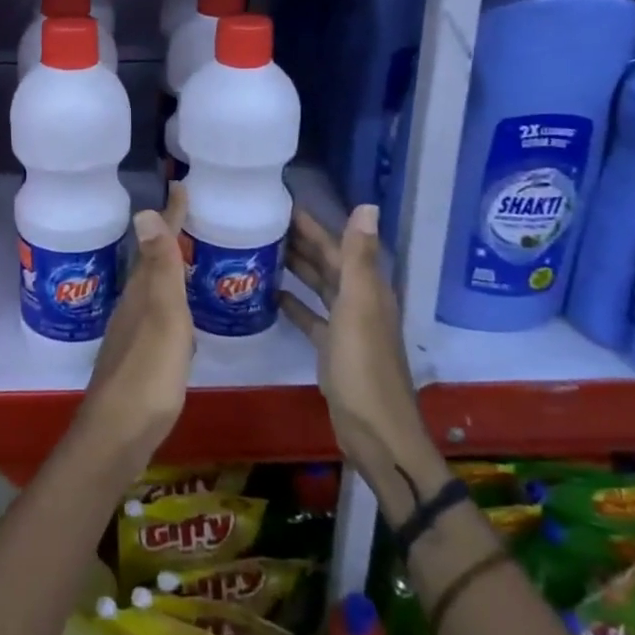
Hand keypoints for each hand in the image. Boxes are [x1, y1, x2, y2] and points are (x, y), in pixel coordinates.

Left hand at [74, 185, 194, 485]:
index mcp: (141, 292)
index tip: (181, 186)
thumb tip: (144, 211)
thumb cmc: (148, 372)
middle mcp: (134, 306)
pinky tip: (185, 315)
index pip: (158, 243)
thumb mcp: (162, 316)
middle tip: (191, 216)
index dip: (171, 216)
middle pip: (153, 263)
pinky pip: (160, 314)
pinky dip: (173, 302)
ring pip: (154, 289)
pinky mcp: (141, 357)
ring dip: (170, 269)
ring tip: (191, 257)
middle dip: (169, 237)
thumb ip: (159, 269)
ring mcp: (134, 332)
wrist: (120, 432)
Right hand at [281, 204, 427, 477]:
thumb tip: (367, 204)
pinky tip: (270, 295)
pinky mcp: (332, 348)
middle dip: (299, 240)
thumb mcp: (358, 306)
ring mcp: (346, 325)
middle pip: (326, 262)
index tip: (280, 202)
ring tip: (260, 249)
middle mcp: (358, 300)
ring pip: (317, 286)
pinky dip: (293, 303)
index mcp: (366, 287)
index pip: (336, 244)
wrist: (375, 431)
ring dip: (295, 267)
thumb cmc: (363, 366)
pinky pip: (309, 316)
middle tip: (260, 221)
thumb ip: (358, 257)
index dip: (312, 223)